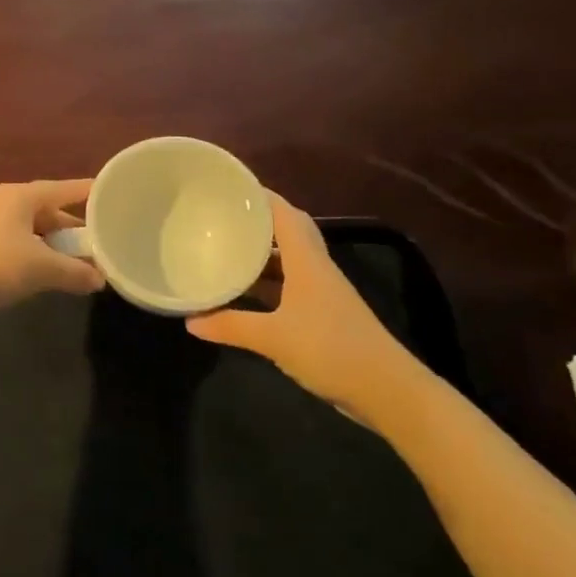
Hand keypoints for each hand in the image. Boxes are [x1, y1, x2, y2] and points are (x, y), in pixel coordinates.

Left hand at [0, 179, 104, 310]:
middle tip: (100, 244)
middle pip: (48, 211)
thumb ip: (76, 272)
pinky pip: (15, 246)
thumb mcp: (42, 269)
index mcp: (20, 195)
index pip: (64, 188)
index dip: (90, 193)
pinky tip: (45, 275)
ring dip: (53, 247)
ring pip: (31, 231)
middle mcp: (3, 203)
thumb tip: (100, 280)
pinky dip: (34, 257)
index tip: (114, 195)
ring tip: (78, 264)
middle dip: (73, 229)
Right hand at [187, 195, 425, 420]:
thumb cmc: (329, 348)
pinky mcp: (323, 315)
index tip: (230, 186)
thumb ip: (231, 326)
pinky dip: (267, 284)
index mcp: (307, 261)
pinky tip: (245, 294)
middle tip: (223, 217)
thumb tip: (190, 321)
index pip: (284, 214)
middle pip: (287, 232)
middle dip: (258, 223)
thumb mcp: (273, 337)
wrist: (385, 389)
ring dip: (261, 255)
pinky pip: (289, 287)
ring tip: (226, 249)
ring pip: (288, 262)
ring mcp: (321, 293)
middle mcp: (315, 269)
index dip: (261, 196)